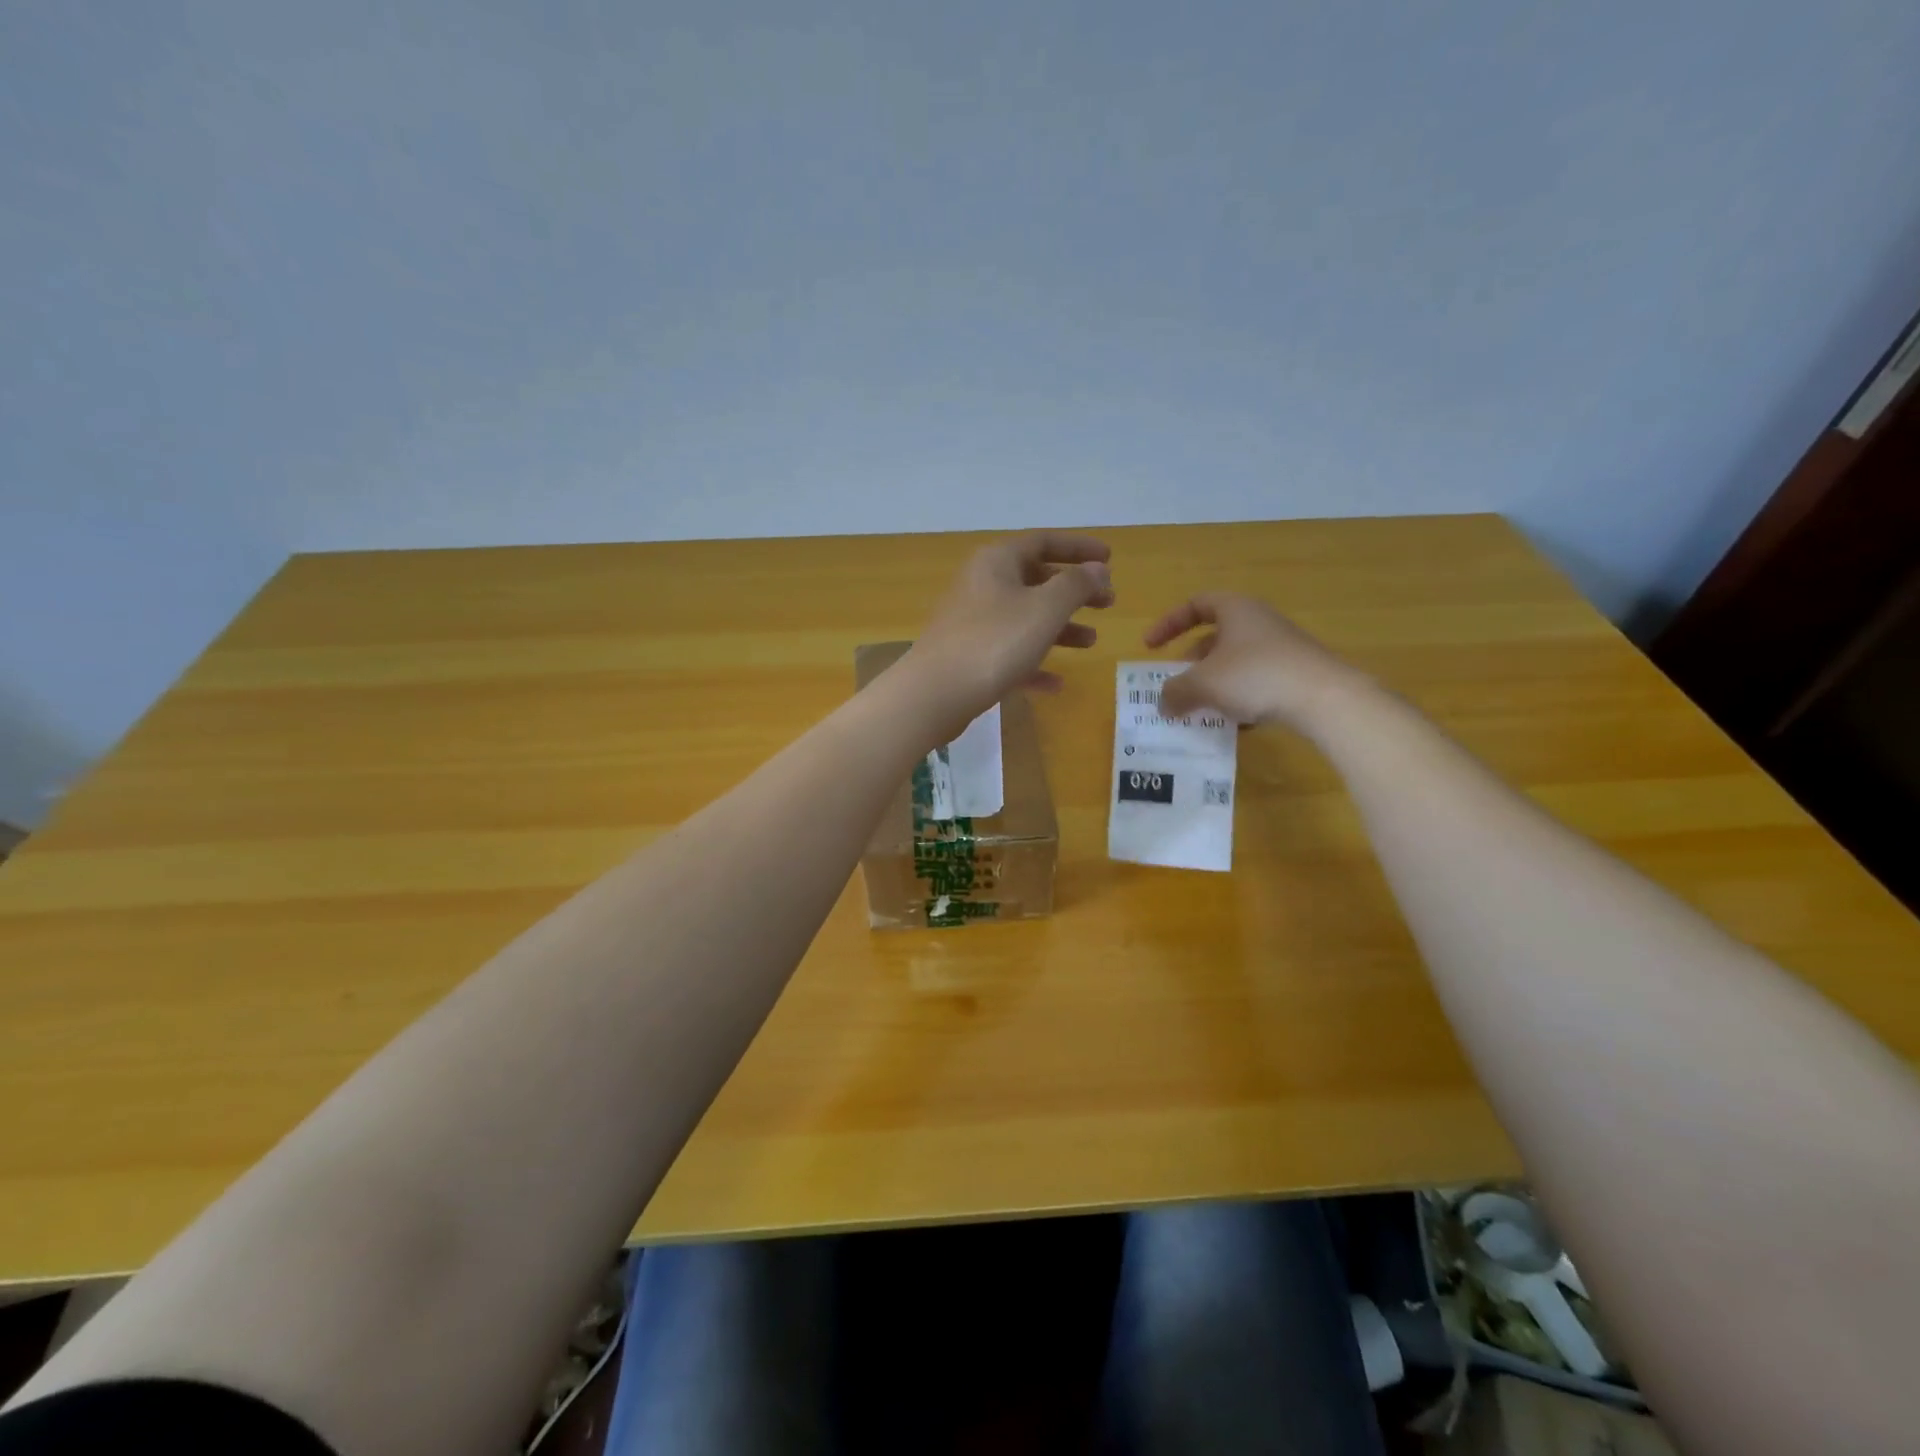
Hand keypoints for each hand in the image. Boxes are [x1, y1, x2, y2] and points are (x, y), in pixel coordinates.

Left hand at [901, 532, 1113, 734]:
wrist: (934, 694)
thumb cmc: (994, 643)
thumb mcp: (1044, 609)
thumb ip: (1076, 585)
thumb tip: (1097, 569)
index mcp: (997, 561)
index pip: (1043, 541)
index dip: (1079, 548)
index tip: (1110, 559)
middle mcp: (982, 584)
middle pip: (1035, 579)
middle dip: (1074, 592)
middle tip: (1107, 604)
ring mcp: (972, 622)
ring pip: (1024, 618)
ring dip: (1060, 628)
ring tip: (1091, 643)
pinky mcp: (968, 656)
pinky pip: (1009, 652)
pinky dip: (1034, 662)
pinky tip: (1055, 684)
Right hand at [1145, 592, 1369, 729]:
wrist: (1325, 698)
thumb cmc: (1255, 676)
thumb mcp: (1203, 684)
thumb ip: (1175, 692)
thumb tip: (1162, 703)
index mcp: (1235, 610)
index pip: (1195, 605)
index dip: (1168, 623)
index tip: (1150, 647)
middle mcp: (1259, 622)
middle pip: (1215, 636)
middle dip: (1191, 662)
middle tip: (1177, 684)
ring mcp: (1281, 647)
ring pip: (1235, 661)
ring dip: (1213, 683)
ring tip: (1201, 708)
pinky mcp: (1296, 673)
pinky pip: (1256, 681)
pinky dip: (1239, 697)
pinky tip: (1235, 723)